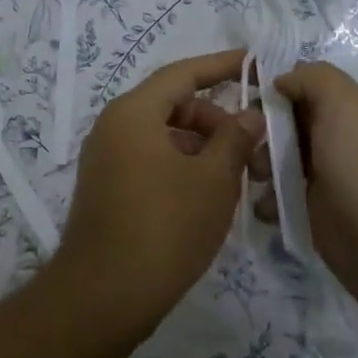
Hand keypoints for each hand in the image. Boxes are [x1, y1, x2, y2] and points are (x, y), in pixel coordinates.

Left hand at [54, 49, 261, 338]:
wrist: (103, 296)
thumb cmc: (164, 227)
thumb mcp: (212, 180)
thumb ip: (235, 138)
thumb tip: (250, 114)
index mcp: (133, 112)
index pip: (182, 74)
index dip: (221, 66)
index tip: (253, 61)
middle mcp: (113, 126)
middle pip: (173, 105)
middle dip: (216, 119)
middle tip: (254, 146)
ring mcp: (106, 158)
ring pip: (164, 136)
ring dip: (203, 147)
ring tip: (240, 177)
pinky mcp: (107, 188)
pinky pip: (151, 159)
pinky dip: (182, 166)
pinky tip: (210, 195)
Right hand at [265, 61, 357, 338]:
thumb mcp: (347, 107)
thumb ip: (313, 79)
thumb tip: (280, 81)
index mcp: (351, 111)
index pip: (301, 86)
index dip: (271, 90)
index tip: (241, 103)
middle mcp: (341, 142)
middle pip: (286, 124)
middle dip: (259, 131)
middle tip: (243, 148)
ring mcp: (331, 182)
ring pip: (280, 162)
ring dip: (258, 166)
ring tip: (253, 180)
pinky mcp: (321, 221)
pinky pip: (283, 201)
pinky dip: (268, 201)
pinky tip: (262, 209)